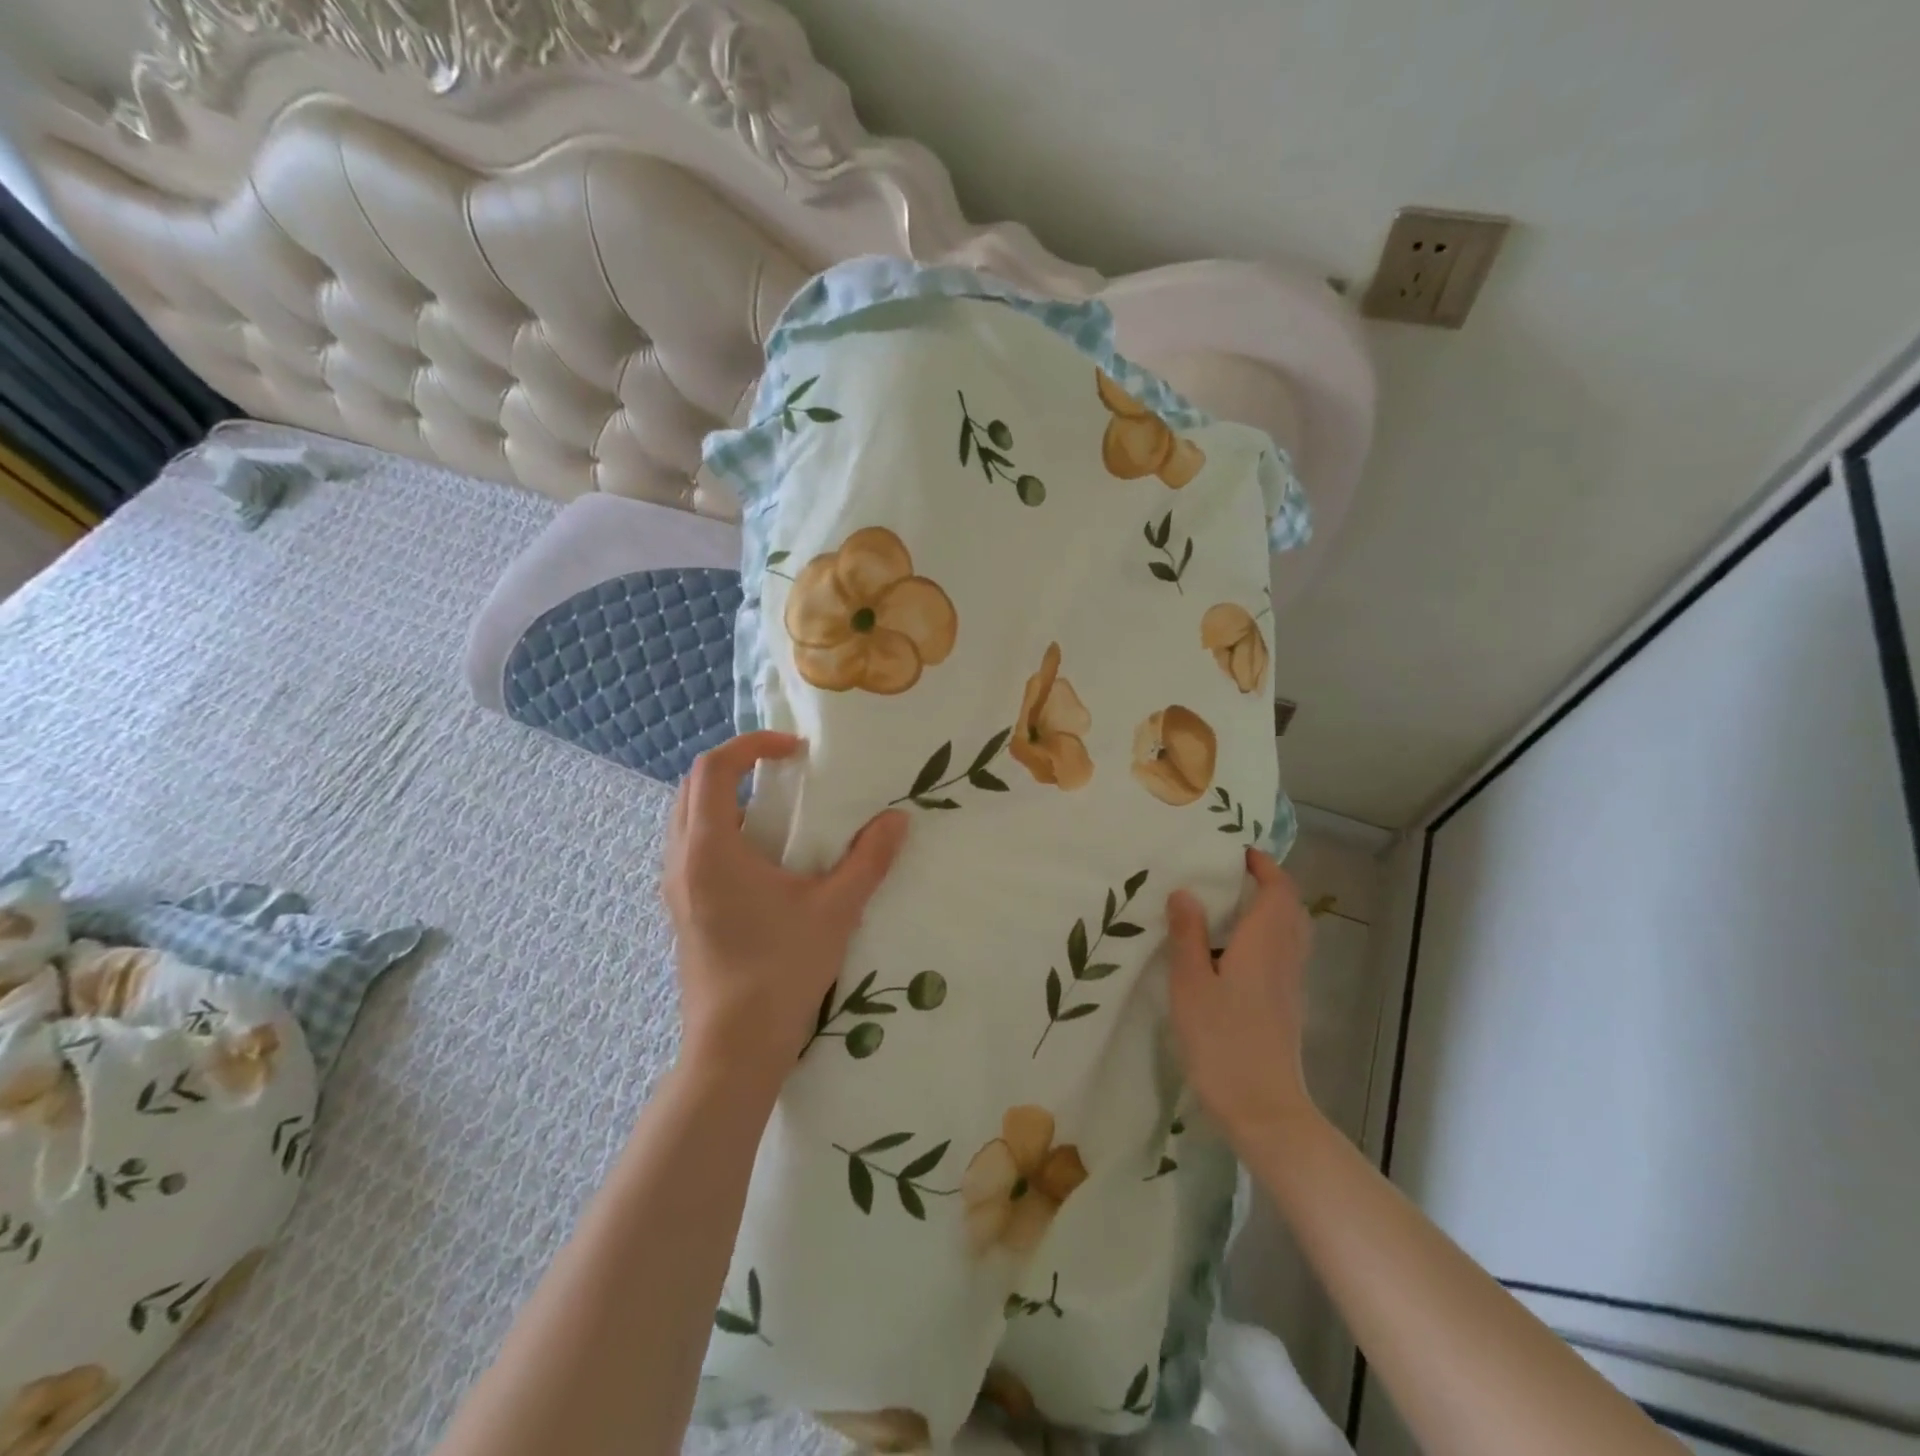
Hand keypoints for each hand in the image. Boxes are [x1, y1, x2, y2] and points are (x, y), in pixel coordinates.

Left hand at [663, 731, 909, 1081]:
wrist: (735, 1047)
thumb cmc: (781, 970)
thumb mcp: (835, 909)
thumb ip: (869, 859)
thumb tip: (898, 820)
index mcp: (710, 848)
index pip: (714, 768)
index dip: (753, 745)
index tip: (796, 751)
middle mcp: (681, 860)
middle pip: (693, 787)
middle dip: (736, 766)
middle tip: (784, 772)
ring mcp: (676, 888)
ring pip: (688, 819)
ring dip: (727, 799)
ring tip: (777, 811)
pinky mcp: (682, 911)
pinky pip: (692, 849)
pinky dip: (722, 832)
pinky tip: (764, 861)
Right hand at [1165, 847, 1319, 1144]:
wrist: (1263, 1108)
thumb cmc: (1222, 1041)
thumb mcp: (1191, 984)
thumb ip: (1188, 935)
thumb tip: (1185, 891)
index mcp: (1264, 943)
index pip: (1278, 890)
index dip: (1264, 866)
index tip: (1238, 851)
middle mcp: (1285, 957)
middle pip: (1290, 908)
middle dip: (1269, 884)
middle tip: (1232, 875)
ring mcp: (1290, 984)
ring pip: (1290, 932)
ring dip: (1270, 910)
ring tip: (1230, 907)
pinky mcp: (1287, 1006)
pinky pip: (1284, 953)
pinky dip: (1267, 936)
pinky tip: (1233, 953)